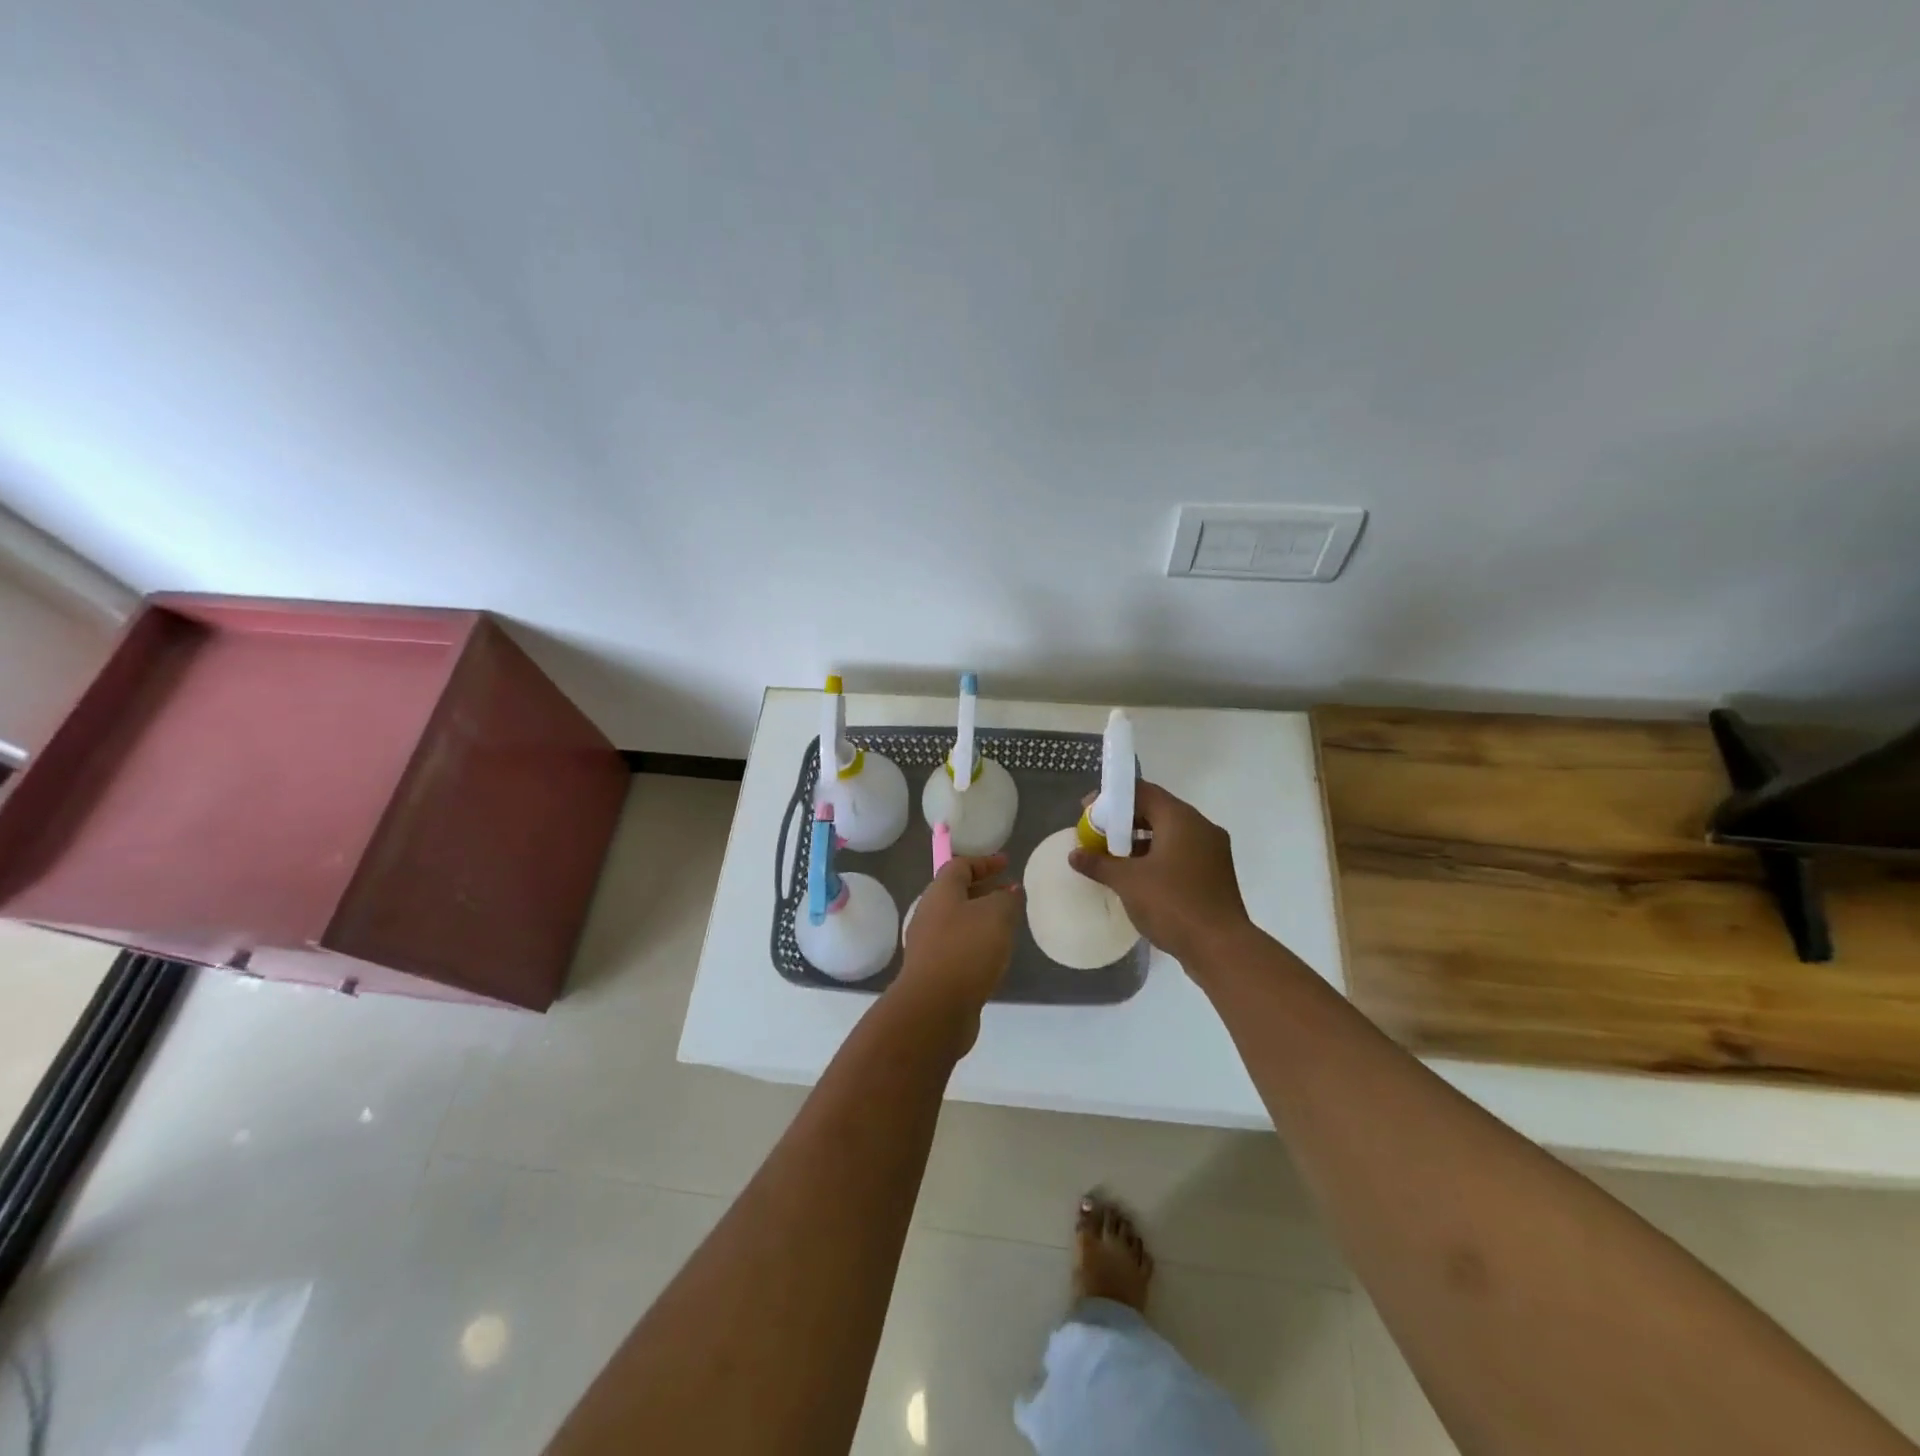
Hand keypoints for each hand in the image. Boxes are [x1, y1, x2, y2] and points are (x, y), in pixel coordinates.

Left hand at [894, 854, 1022, 1040]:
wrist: (934, 1008)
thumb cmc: (966, 949)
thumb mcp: (997, 915)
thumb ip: (1007, 899)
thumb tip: (1008, 891)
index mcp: (940, 892)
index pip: (960, 865)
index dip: (985, 862)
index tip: (1007, 863)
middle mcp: (929, 913)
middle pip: (956, 893)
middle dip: (984, 890)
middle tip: (1010, 893)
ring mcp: (928, 944)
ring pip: (957, 921)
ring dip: (981, 918)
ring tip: (1007, 924)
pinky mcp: (933, 972)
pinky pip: (957, 946)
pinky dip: (976, 942)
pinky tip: (994, 955)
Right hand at [1069, 781, 1252, 969]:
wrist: (1221, 948)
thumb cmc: (1172, 904)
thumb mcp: (1127, 882)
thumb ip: (1099, 863)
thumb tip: (1075, 855)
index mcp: (1181, 818)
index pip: (1142, 792)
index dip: (1111, 798)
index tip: (1087, 811)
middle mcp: (1201, 827)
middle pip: (1156, 811)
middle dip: (1124, 821)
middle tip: (1097, 835)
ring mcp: (1212, 851)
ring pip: (1169, 834)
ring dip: (1140, 841)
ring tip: (1113, 858)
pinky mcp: (1215, 874)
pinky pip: (1181, 854)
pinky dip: (1158, 858)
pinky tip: (1138, 877)